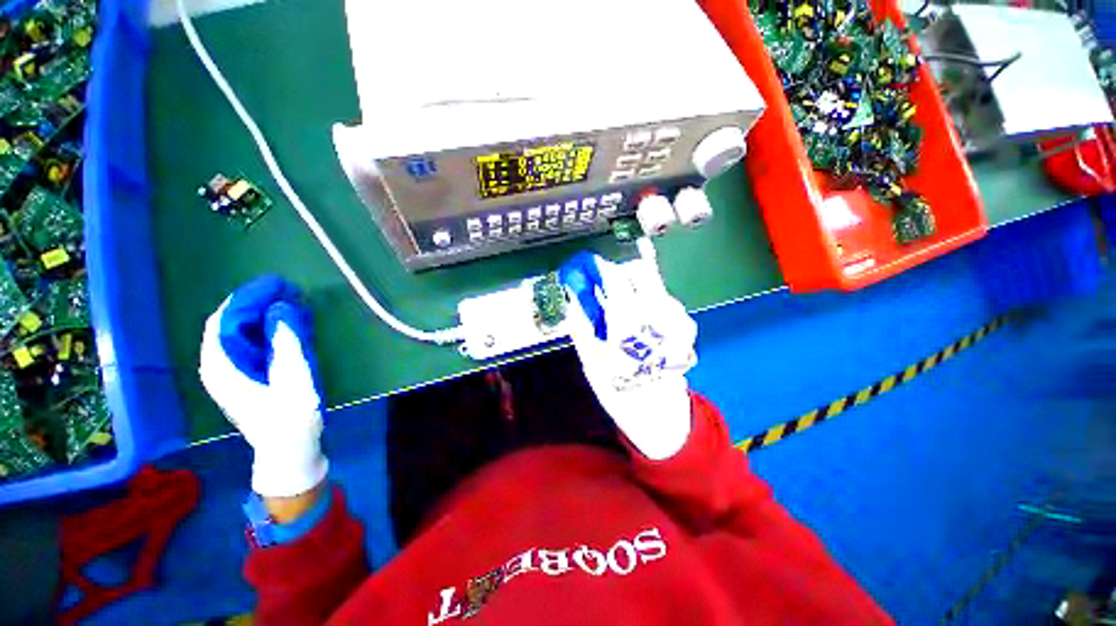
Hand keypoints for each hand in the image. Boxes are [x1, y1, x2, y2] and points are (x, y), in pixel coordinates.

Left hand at [199, 276, 327, 498]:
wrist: (288, 448)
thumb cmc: (291, 416)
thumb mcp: (294, 378)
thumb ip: (285, 342)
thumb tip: (281, 309)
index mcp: (222, 367)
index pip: (224, 320)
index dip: (248, 298)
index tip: (277, 284)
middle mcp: (217, 366)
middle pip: (227, 324)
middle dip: (255, 304)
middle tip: (287, 292)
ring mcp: (227, 373)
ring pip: (236, 333)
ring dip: (259, 315)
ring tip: (288, 304)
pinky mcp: (240, 377)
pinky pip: (245, 344)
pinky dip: (262, 330)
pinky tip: (282, 326)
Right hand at [559, 247, 696, 459]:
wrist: (660, 415)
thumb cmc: (620, 390)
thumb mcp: (591, 361)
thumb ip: (581, 326)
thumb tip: (573, 300)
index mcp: (628, 321)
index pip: (614, 277)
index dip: (599, 267)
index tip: (588, 266)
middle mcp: (657, 313)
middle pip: (640, 270)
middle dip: (620, 272)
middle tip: (606, 286)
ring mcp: (676, 317)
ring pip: (654, 283)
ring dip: (635, 286)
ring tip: (623, 308)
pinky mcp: (687, 325)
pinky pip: (665, 299)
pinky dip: (650, 300)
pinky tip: (642, 321)